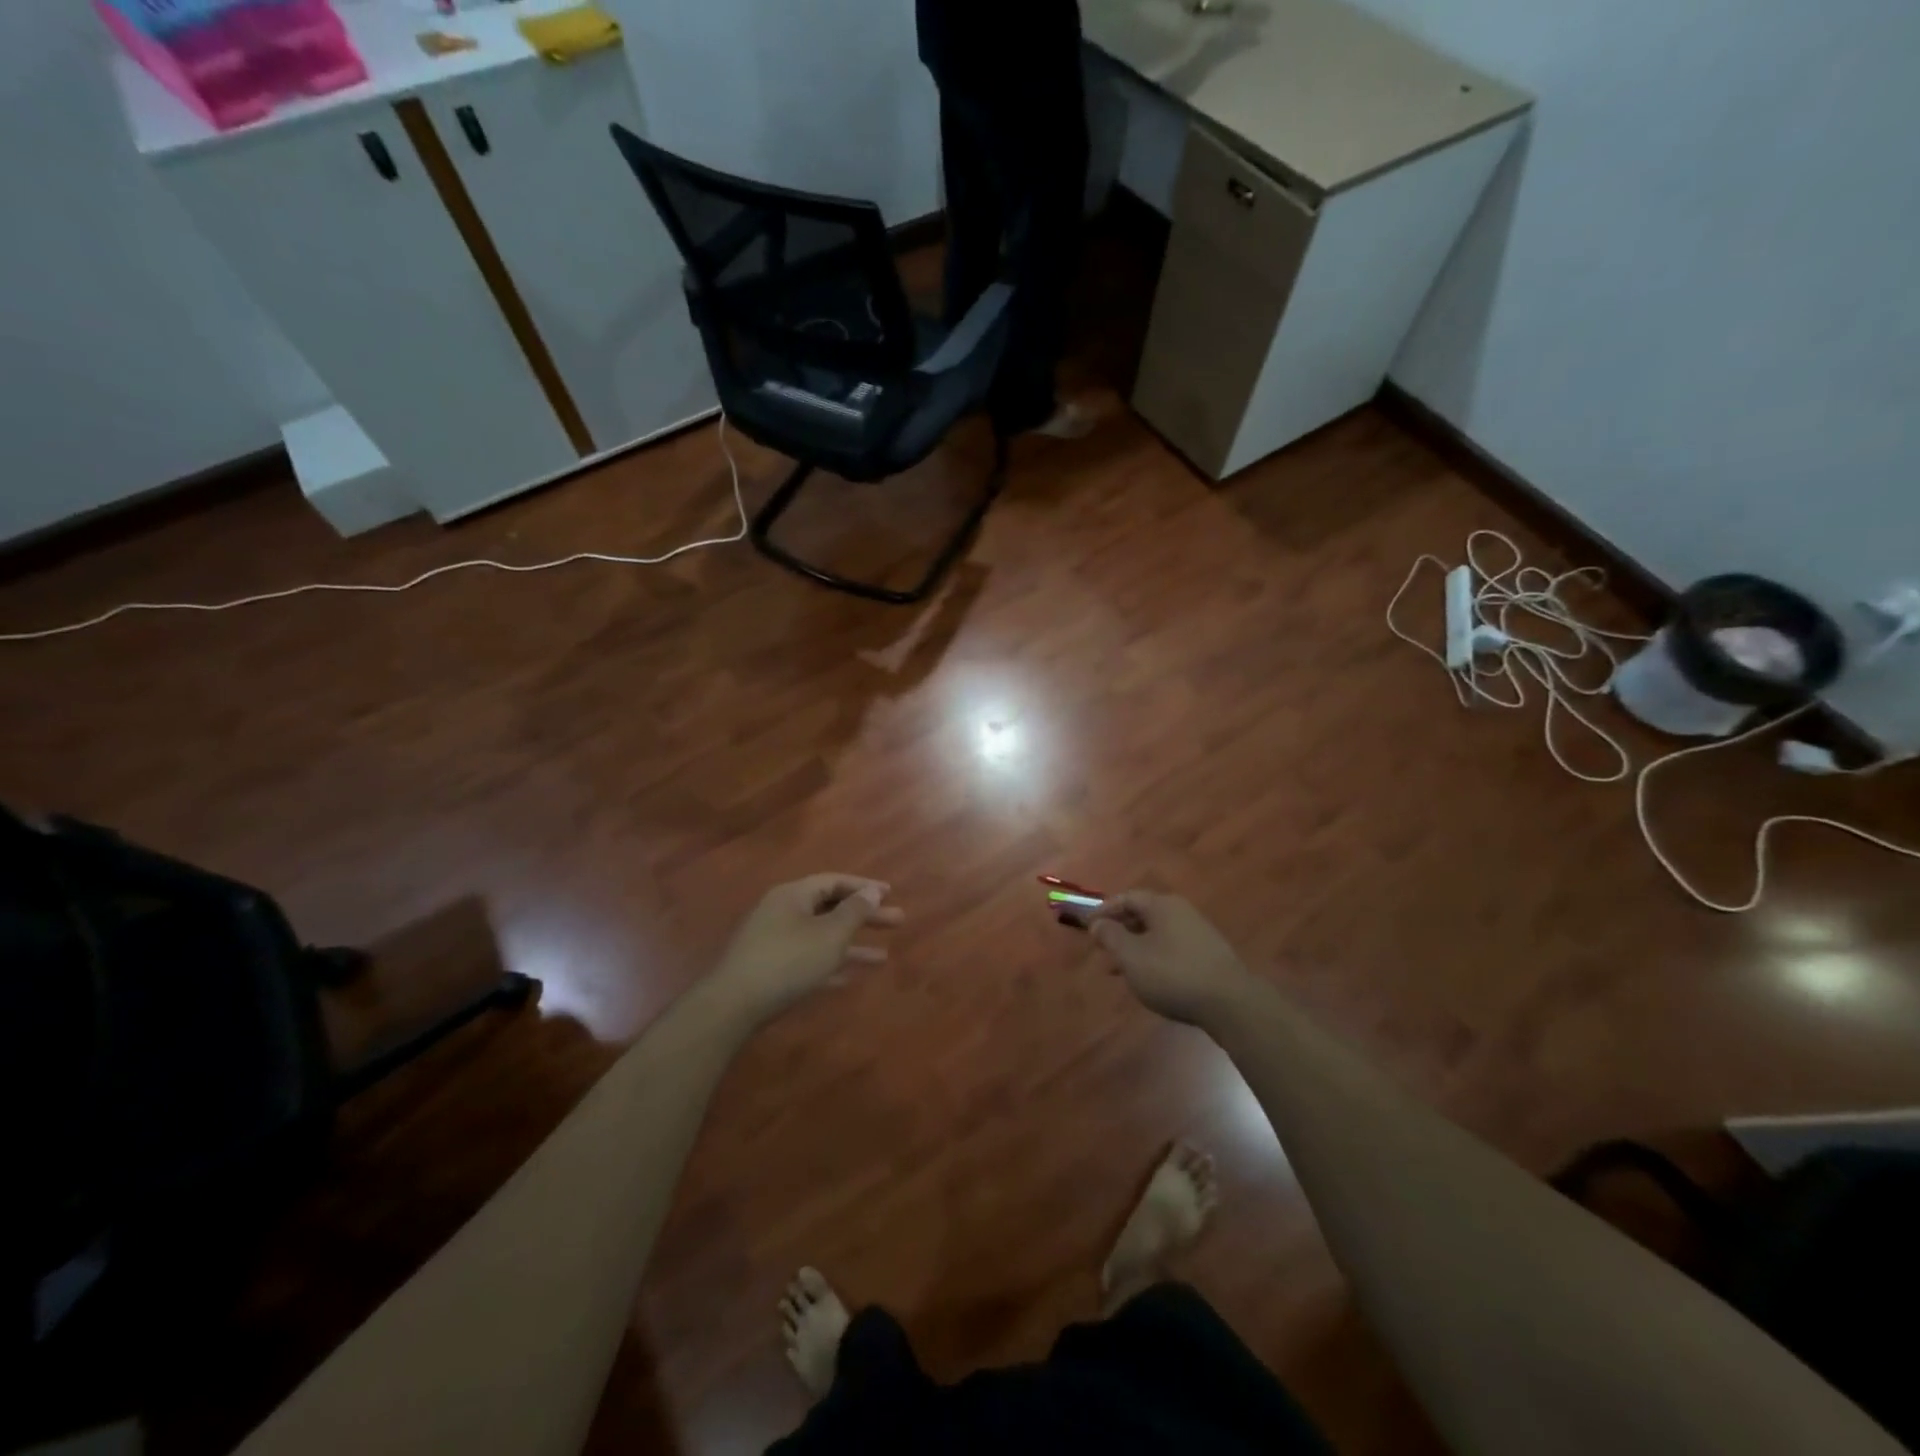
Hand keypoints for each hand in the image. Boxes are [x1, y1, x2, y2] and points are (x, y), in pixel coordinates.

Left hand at [711, 875, 902, 1024]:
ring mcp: (774, 942)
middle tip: (897, 921)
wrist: (733, 1005)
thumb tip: (872, 892)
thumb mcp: (830, 934)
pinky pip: (808, 960)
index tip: (890, 893)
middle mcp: (783, 912)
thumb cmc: (788, 961)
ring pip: (822, 937)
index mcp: (794, 895)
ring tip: (883, 957)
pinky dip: (830, 964)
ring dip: (852, 945)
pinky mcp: (770, 970)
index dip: (864, 886)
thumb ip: (854, 911)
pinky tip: (850, 978)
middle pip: (830, 908)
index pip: (834, 882)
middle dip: (864, 917)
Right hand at [1087, 891, 1250, 1025]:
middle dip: (1119, 931)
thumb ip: (1110, 936)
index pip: (1126, 898)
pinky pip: (1172, 948)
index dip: (1104, 910)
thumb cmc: (1173, 974)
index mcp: (1162, 905)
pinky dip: (1153, 958)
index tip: (1087, 927)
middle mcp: (1181, 912)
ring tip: (1119, 971)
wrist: (1231, 1004)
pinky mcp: (1209, 955)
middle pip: (1143, 914)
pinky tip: (1149, 979)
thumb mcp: (1131, 956)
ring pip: (1157, 934)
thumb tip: (1097, 922)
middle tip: (1101, 949)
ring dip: (1134, 947)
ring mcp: (1198, 933)